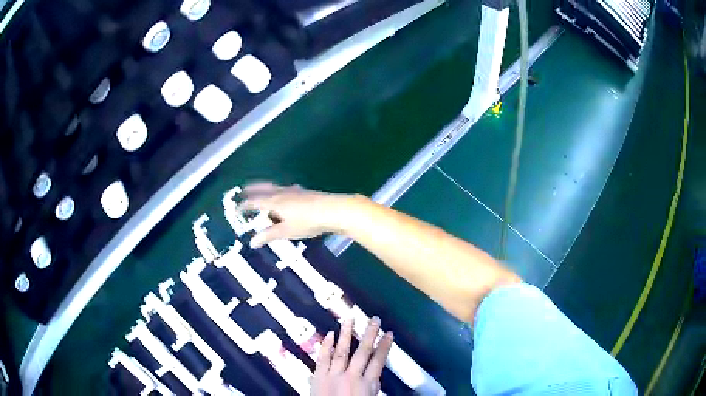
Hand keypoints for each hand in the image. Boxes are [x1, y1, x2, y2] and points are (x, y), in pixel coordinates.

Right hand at [238, 182, 359, 247]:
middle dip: (252, 189)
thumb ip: (269, 235)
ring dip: (265, 189)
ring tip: (262, 192)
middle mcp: (282, 192)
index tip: (236, 208)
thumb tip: (252, 242)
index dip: (244, 205)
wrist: (333, 210)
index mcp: (274, 201)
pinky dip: (278, 191)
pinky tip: (285, 195)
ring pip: (275, 187)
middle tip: (243, 189)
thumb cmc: (307, 222)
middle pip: (263, 188)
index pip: (255, 201)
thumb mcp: (286, 231)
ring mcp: (294, 191)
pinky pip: (285, 190)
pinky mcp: (305, 192)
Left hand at [312, 317, 393, 395]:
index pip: (378, 361)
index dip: (385, 346)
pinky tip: (329, 335)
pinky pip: (322, 359)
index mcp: (366, 384)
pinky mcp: (318, 376)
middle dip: (369, 334)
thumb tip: (374, 374)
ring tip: (350, 318)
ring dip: (346, 334)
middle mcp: (351, 376)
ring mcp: (333, 375)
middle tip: (375, 319)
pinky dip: (325, 346)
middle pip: (363, 352)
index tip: (389, 333)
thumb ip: (372, 386)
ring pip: (341, 351)